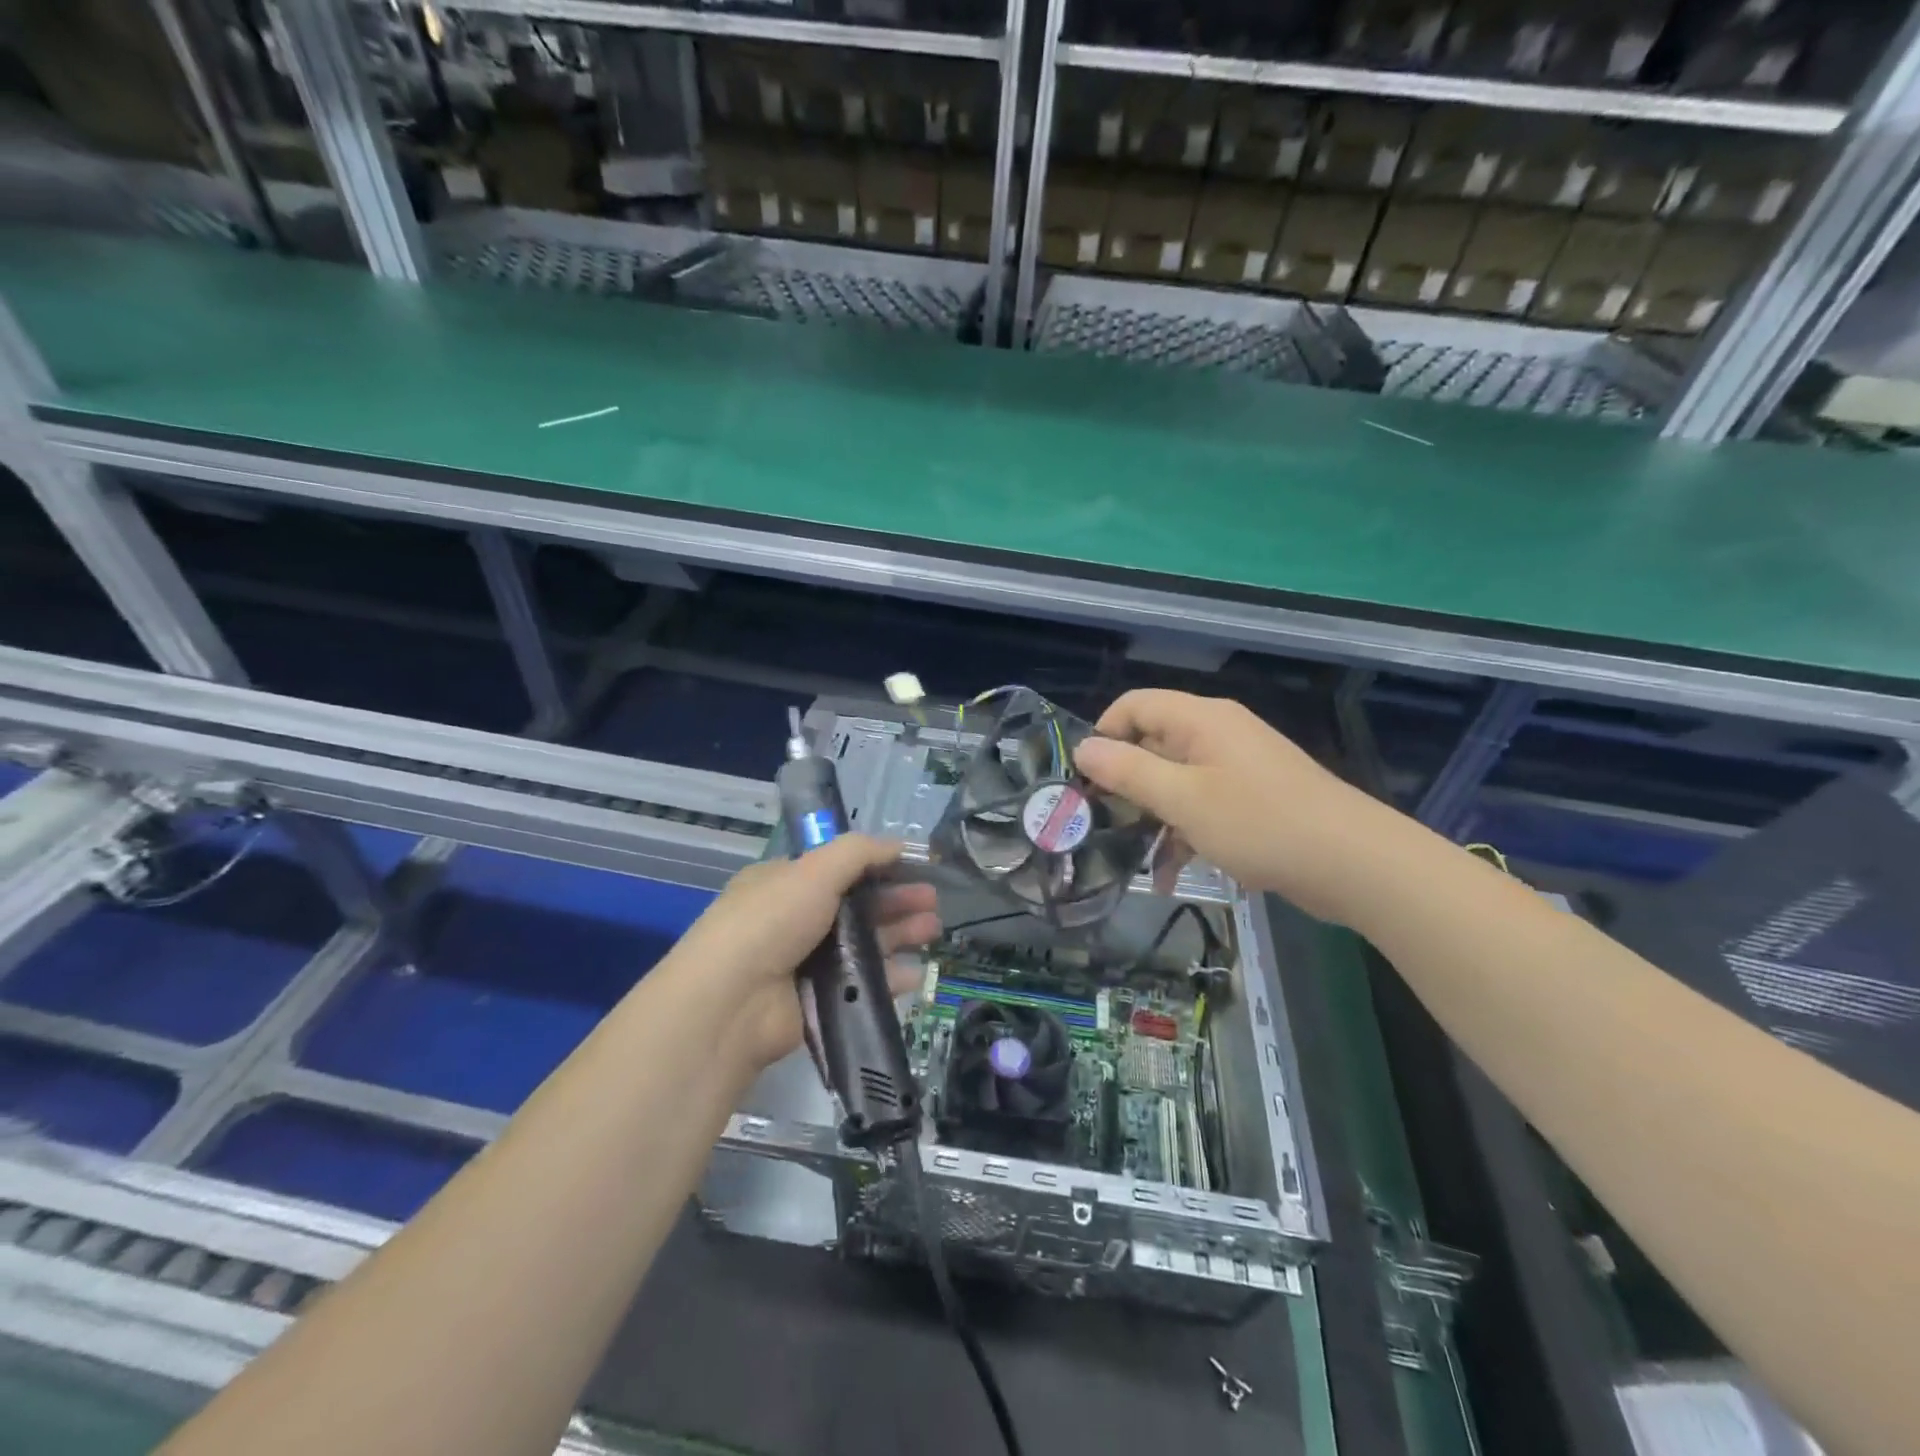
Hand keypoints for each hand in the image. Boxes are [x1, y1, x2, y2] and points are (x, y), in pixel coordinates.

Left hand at [678, 835, 940, 1070]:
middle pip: (857, 905)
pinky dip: (890, 977)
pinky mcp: (818, 1001)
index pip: (839, 868)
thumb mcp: (814, 870)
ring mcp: (806, 962)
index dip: (878, 866)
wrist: (732, 1002)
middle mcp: (795, 919)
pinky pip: (861, 984)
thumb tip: (897, 844)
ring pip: (863, 943)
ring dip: (899, 934)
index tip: (915, 867)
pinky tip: (916, 973)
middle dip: (896, 900)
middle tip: (933, 901)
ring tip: (933, 930)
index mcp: (785, 882)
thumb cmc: (771, 921)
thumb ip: (859, 852)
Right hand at [1074, 689, 1381, 922]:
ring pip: (1174, 782)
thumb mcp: (1183, 798)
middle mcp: (1217, 735)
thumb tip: (1083, 748)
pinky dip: (1182, 835)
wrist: (1353, 863)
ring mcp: (1236, 769)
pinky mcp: (1250, 801)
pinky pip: (1201, 807)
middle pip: (1151, 744)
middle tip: (1097, 823)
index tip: (1083, 780)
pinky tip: (1169, 877)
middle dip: (1122, 784)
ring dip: (1151, 818)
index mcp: (1200, 720)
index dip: (1103, 735)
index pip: (1134, 706)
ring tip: (1130, 858)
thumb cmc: (1260, 823)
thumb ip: (1128, 772)